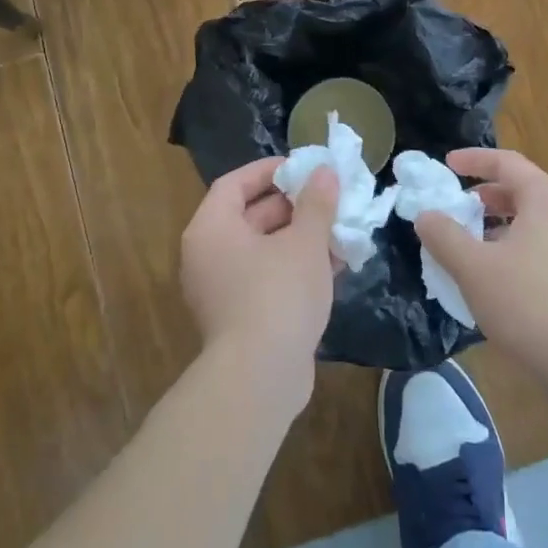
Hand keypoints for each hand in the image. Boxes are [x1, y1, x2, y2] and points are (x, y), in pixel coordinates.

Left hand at [180, 159, 337, 409]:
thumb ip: (316, 203)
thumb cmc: (278, 294)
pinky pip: (265, 278)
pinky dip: (294, 268)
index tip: (303, 168)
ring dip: (300, 238)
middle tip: (328, 198)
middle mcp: (208, 255)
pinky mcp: (238, 318)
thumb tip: (324, 172)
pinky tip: (333, 266)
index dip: (269, 171)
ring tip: (339, 230)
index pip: (234, 184)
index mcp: (212, 229)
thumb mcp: (305, 242)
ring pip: (262, 250)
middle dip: (293, 206)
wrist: (260, 379)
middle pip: (249, 216)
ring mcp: (220, 290)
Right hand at [415, 149, 547, 394]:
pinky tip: (492, 273)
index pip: (506, 162)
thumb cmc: (529, 305)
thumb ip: (444, 236)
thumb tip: (425, 215)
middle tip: (453, 205)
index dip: (473, 159)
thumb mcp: (473, 268)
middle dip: (482, 193)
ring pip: (529, 219)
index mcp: (544, 199)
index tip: (446, 165)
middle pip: (519, 188)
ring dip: (495, 222)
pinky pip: (538, 243)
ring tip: (467, 241)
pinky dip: (510, 244)